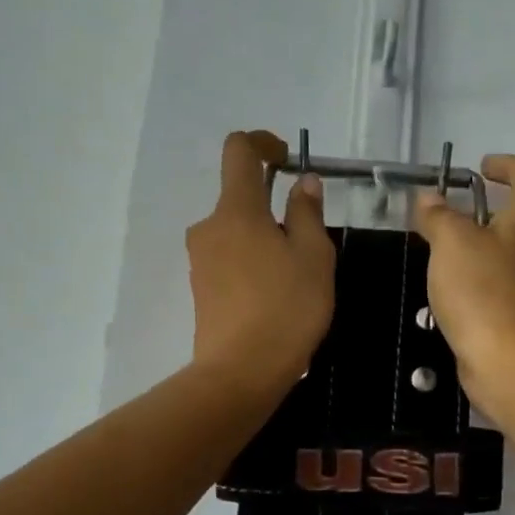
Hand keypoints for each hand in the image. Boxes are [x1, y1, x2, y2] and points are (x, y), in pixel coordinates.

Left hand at [186, 131, 335, 396]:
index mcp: (237, 209)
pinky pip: (229, 259)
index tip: (287, 159)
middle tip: (309, 244)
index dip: (263, 143)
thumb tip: (302, 182)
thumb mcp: (314, 255)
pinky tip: (275, 297)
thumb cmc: (287, 307)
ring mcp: (199, 259)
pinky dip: (252, 263)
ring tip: (296, 277)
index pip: (239, 150)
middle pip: (240, 197)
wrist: (241, 371)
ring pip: (236, 231)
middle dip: (274, 207)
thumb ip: (307, 212)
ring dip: (264, 239)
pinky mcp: (200, 288)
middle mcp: (209, 227)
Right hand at [413, 154, 514, 415]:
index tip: (482, 170)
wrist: (509, 363)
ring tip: (440, 253)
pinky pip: (500, 283)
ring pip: (508, 252)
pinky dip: (477, 278)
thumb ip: (438, 216)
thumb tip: (429, 199)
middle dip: (487, 209)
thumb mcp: (451, 244)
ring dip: (478, 246)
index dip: (512, 165)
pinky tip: (449, 291)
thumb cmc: (483, 293)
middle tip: (450, 214)